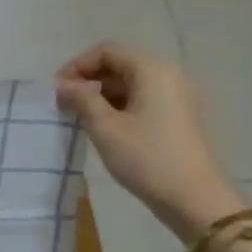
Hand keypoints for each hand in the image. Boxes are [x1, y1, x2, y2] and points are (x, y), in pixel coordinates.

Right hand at [56, 44, 240, 239]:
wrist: (194, 199)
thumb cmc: (146, 158)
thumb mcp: (105, 127)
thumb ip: (82, 99)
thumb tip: (64, 85)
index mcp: (152, 70)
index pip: (108, 51)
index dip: (78, 65)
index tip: (57, 89)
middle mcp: (169, 75)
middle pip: (121, 64)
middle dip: (90, 80)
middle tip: (65, 103)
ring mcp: (179, 96)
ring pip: (132, 83)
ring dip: (104, 94)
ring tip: (81, 116)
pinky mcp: (181, 116)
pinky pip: (145, 98)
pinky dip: (121, 105)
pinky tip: (105, 126)